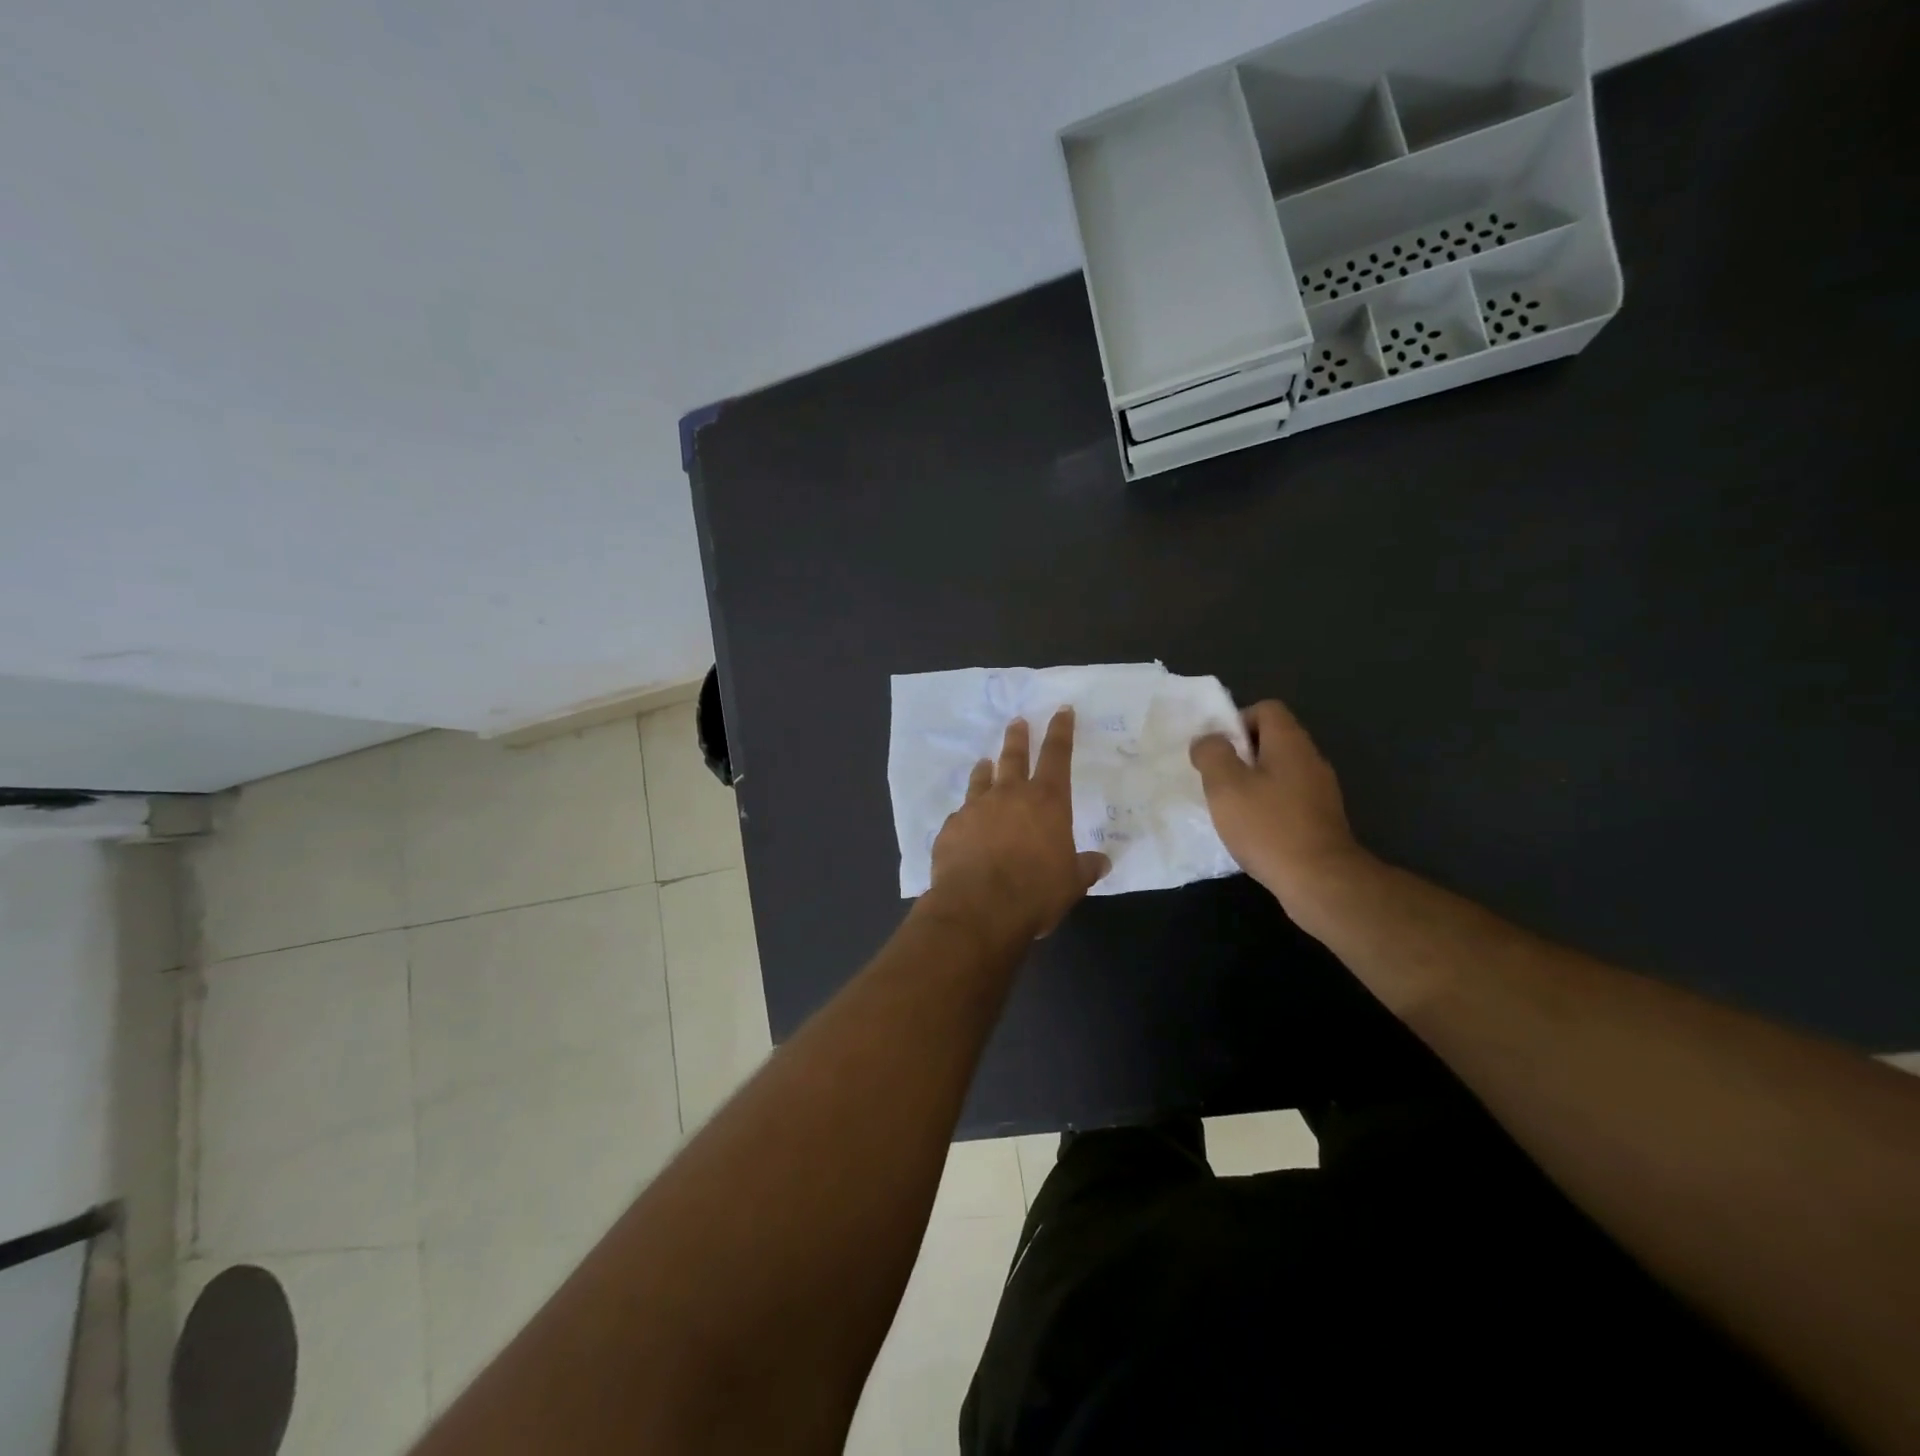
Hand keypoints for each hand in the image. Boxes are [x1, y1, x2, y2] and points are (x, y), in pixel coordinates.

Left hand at [922, 709, 1109, 943]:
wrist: (978, 908)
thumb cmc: (1035, 892)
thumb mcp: (1071, 883)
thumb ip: (1085, 867)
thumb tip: (1102, 862)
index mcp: (1047, 802)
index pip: (1057, 756)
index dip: (1061, 731)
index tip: (1061, 711)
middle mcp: (1009, 795)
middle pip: (1014, 757)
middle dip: (1018, 737)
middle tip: (1017, 721)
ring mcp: (975, 809)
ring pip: (981, 779)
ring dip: (985, 769)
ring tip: (984, 761)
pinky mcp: (950, 828)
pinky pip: (960, 815)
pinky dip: (966, 814)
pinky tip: (964, 822)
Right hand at [1189, 700, 1367, 917]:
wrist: (1319, 880)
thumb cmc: (1267, 826)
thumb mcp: (1225, 785)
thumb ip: (1212, 753)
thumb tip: (1208, 740)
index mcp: (1289, 742)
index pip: (1266, 709)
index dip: (1237, 721)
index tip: (1218, 750)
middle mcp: (1311, 759)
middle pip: (1273, 739)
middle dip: (1241, 755)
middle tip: (1218, 780)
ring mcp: (1321, 790)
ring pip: (1280, 770)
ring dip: (1253, 782)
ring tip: (1231, 807)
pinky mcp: (1322, 818)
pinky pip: (1289, 797)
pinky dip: (1268, 805)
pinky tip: (1253, 829)